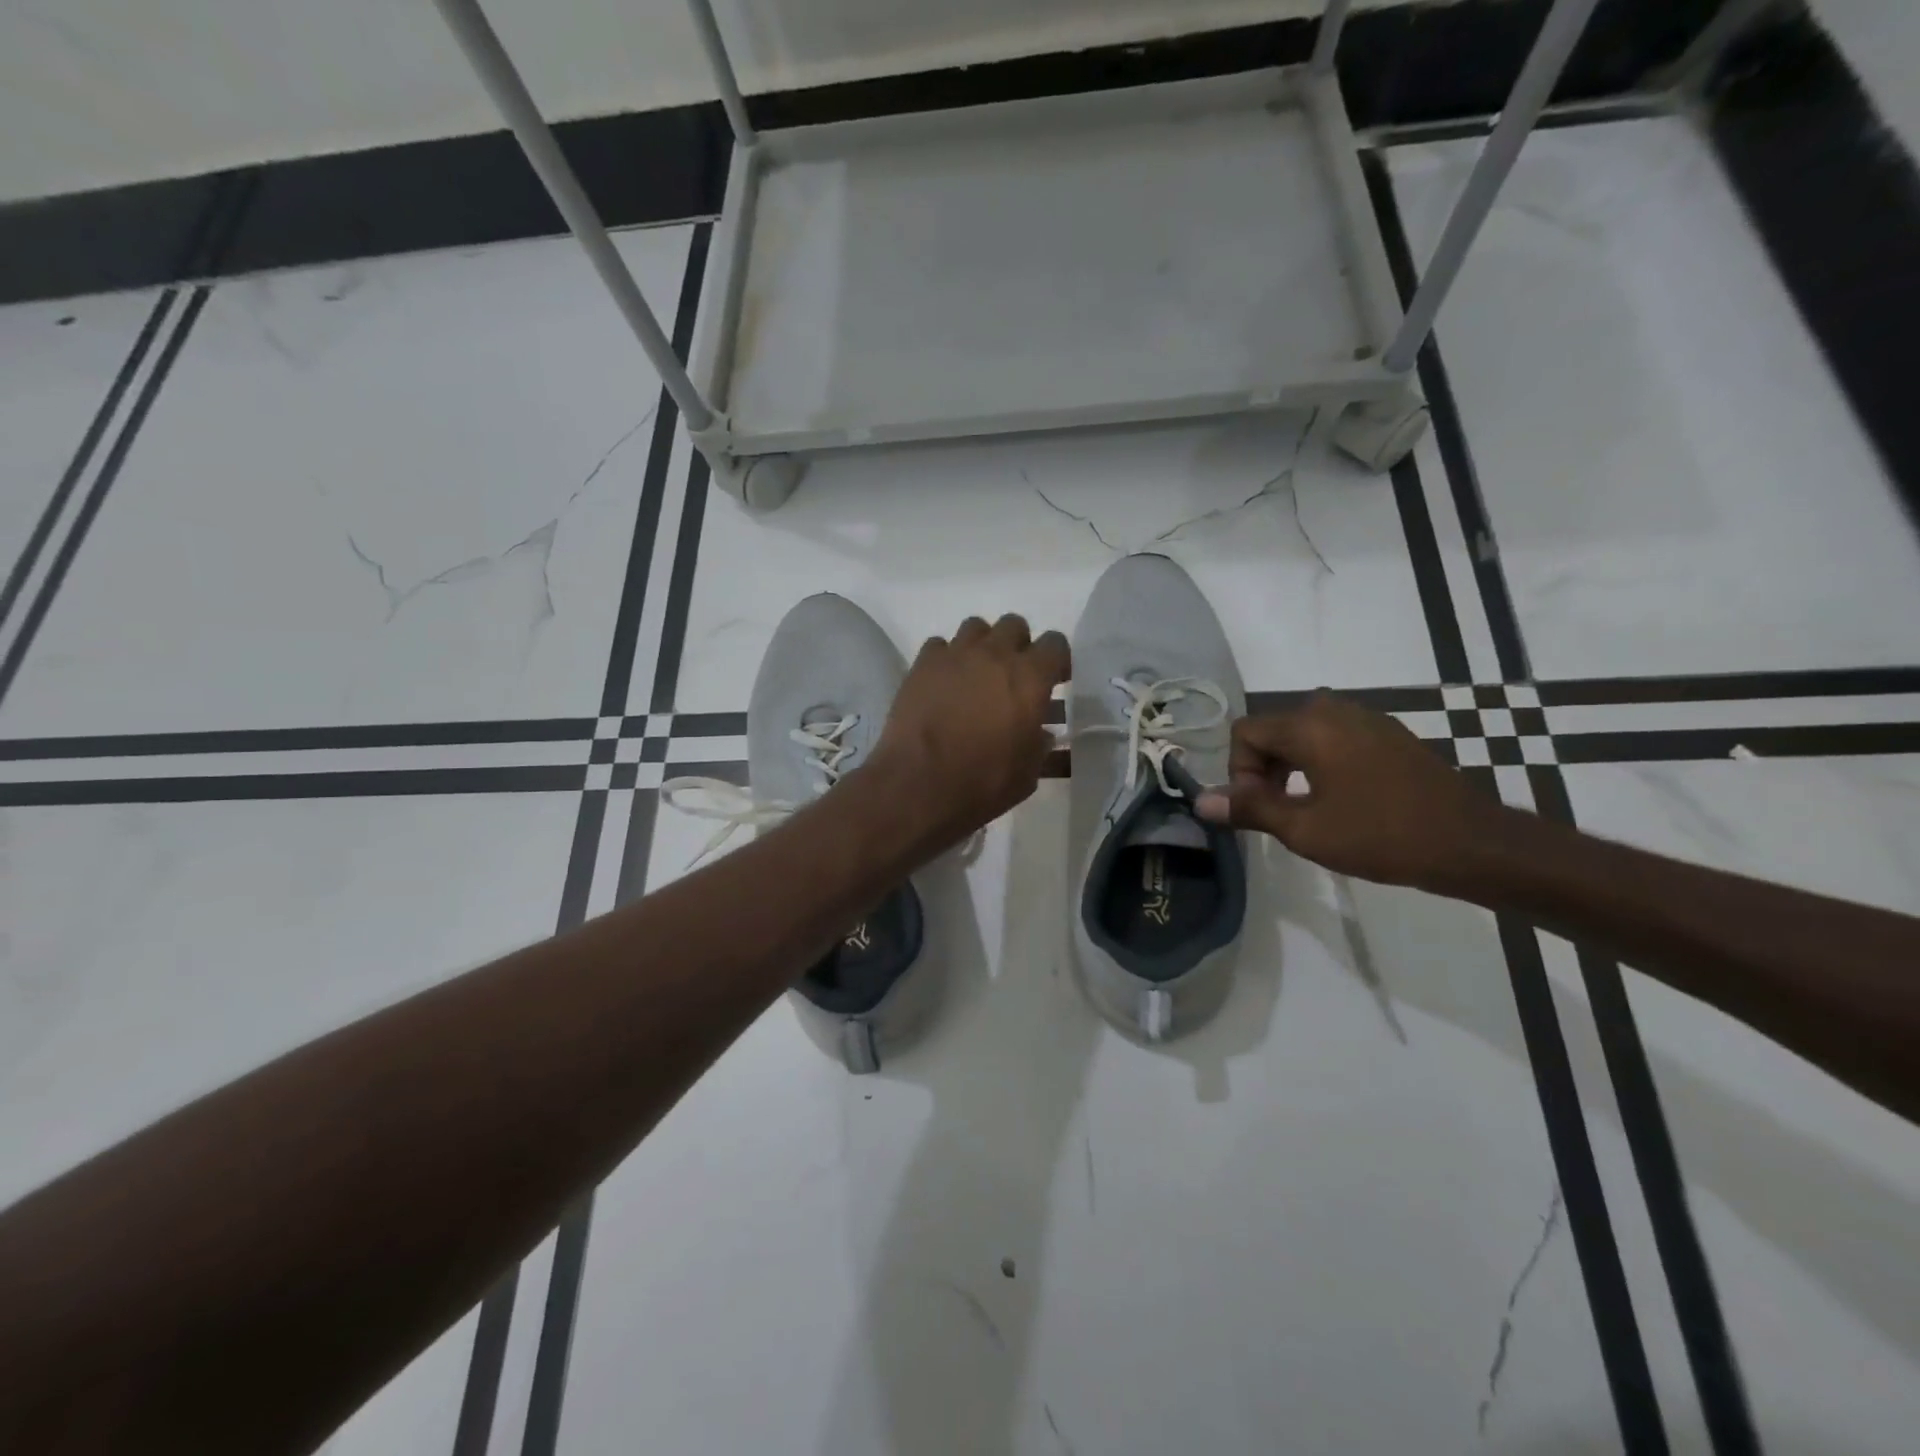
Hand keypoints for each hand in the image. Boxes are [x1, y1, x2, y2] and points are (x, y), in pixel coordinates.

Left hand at [862, 614, 1070, 852]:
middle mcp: (994, 654)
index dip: (1056, 660)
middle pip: (1014, 625)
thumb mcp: (1028, 772)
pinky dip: (945, 659)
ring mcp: (954, 655)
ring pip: (975, 628)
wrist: (919, 785)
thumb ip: (1039, 744)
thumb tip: (1041, 733)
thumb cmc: (983, 782)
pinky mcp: (921, 664)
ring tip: (976, 675)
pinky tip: (943, 683)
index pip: (1055, 643)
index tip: (1054, 681)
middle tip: (1013, 676)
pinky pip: (939, 646)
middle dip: (1018, 645)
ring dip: (981, 646)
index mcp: (1030, 677)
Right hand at [1195, 692, 1502, 889]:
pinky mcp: (1388, 734)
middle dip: (1263, 770)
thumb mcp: (1305, 828)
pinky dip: (1320, 763)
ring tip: (1306, 809)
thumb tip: (1201, 800)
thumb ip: (1250, 808)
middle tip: (1279, 813)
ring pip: (1303, 733)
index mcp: (1309, 725)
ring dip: (1290, 767)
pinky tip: (1340, 800)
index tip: (1260, 809)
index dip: (1240, 772)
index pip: (1245, 732)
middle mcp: (1334, 709)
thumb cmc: (1380, 835)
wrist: (1471, 843)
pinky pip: (1334, 738)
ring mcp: (1366, 718)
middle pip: (1272, 730)